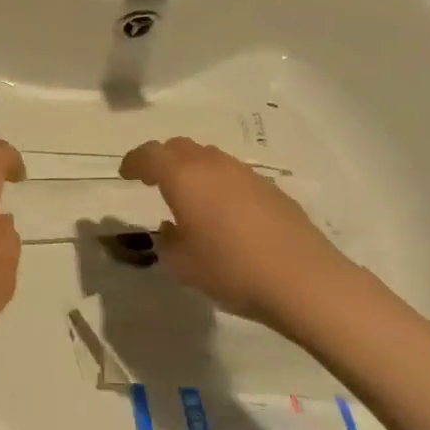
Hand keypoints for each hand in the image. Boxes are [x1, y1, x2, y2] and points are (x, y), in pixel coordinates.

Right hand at [120, 137, 354, 335]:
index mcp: (184, 178)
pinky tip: (225, 213)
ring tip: (190, 196)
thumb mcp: (183, 265)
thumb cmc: (232, 270)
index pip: (151, 155)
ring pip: (210, 158)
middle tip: (154, 179)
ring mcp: (247, 175)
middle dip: (163, 159)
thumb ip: (169, 241)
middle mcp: (214, 167)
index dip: (135, 161)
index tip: (126, 174)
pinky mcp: (272, 190)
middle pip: (181, 148)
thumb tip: (172, 228)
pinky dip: (220, 184)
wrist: (303, 281)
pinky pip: (235, 176)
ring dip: (193, 169)